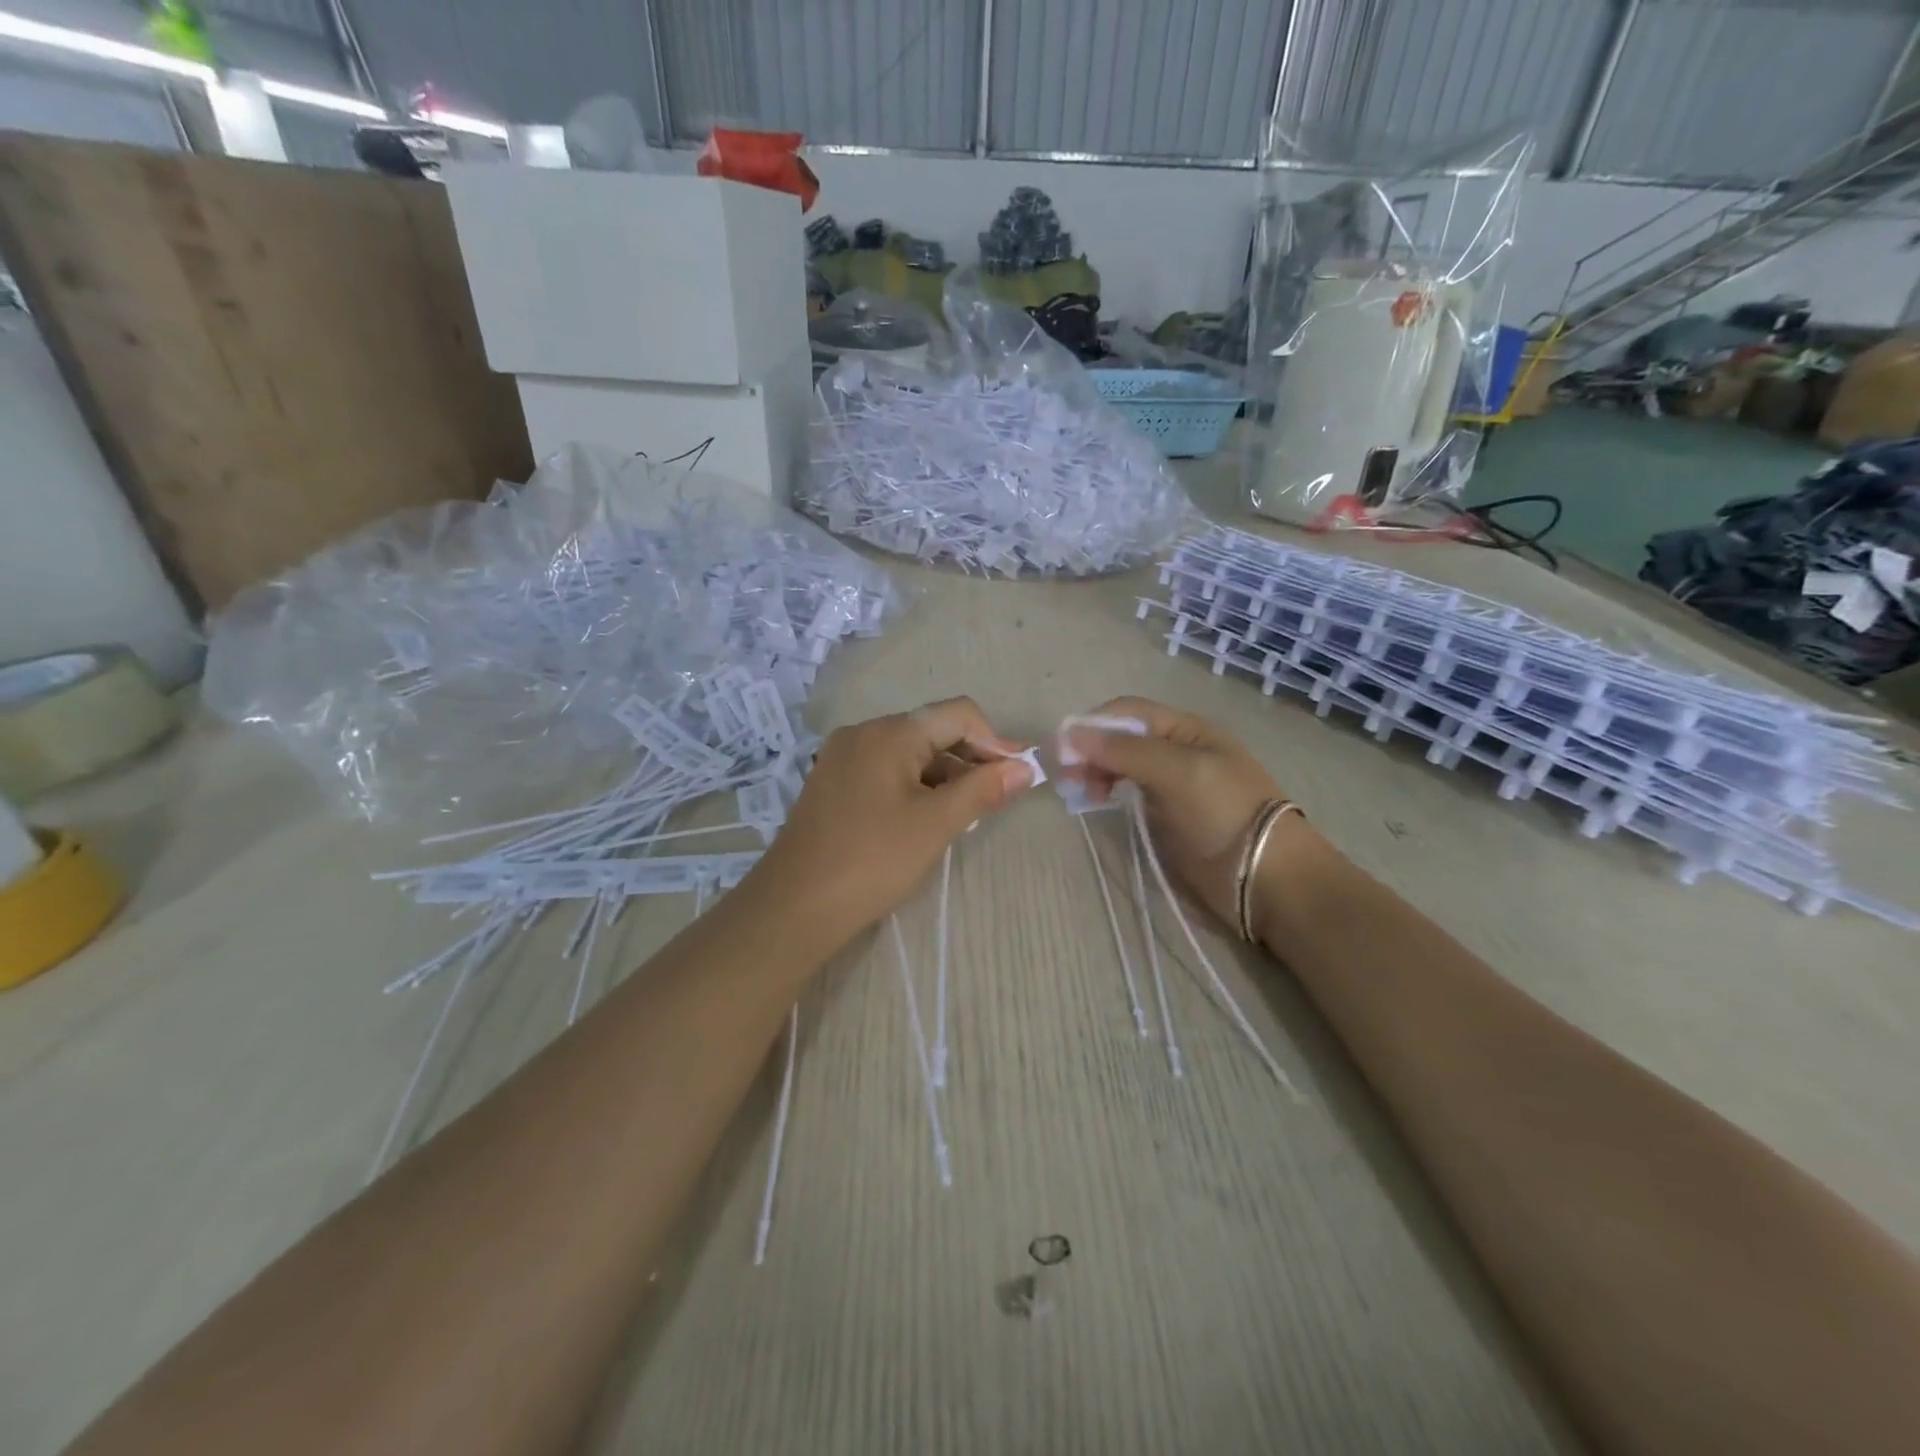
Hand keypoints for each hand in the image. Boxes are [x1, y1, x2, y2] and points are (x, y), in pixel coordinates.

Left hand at [745, 698, 1035, 948]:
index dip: (994, 741)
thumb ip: (983, 790)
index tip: (1016, 776)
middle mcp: (864, 732)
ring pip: (910, 752)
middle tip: (999, 796)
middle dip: (971, 758)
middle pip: (933, 729)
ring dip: (945, 774)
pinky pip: (887, 770)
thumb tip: (1025, 768)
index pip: (958, 714)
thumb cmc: (872, 860)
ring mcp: (844, 757)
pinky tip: (930, 816)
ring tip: (969, 812)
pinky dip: (916, 785)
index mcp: (889, 732)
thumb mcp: (936, 824)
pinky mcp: (834, 782)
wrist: (794, 905)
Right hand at [1061, 696, 1303, 928]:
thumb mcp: (1176, 771)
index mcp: (1185, 728)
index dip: (1092, 724)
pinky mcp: (1164, 814)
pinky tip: (1097, 801)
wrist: (1264, 874)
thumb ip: (1125, 751)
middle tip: (1066, 777)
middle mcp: (1175, 749)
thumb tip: (1070, 734)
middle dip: (1090, 750)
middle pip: (1121, 737)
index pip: (1128, 712)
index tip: (1062, 749)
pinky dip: (1107, 791)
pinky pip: (1127, 792)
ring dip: (1095, 771)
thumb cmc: (1223, 811)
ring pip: (1120, 765)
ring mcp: (1170, 783)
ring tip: (1079, 792)